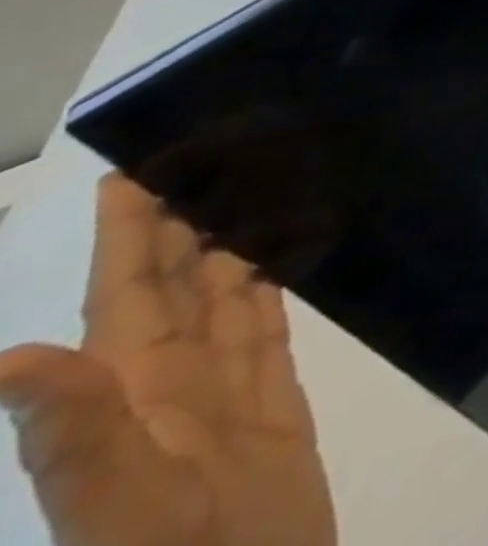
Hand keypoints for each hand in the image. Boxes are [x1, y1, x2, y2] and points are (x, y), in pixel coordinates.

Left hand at [0, 175, 334, 545]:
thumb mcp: (121, 510)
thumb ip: (75, 438)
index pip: (128, 296)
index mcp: (137, 395)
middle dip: (185, 222)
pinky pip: (270, 330)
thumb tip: (9, 359)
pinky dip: (274, 287)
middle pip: (179, 287)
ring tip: (255, 189)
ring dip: (234, 244)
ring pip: (227, 300)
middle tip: (212, 154)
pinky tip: (283, 259)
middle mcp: (174, 386)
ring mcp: (228, 396)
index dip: (129, 236)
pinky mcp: (276, 406)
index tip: (136, 171)